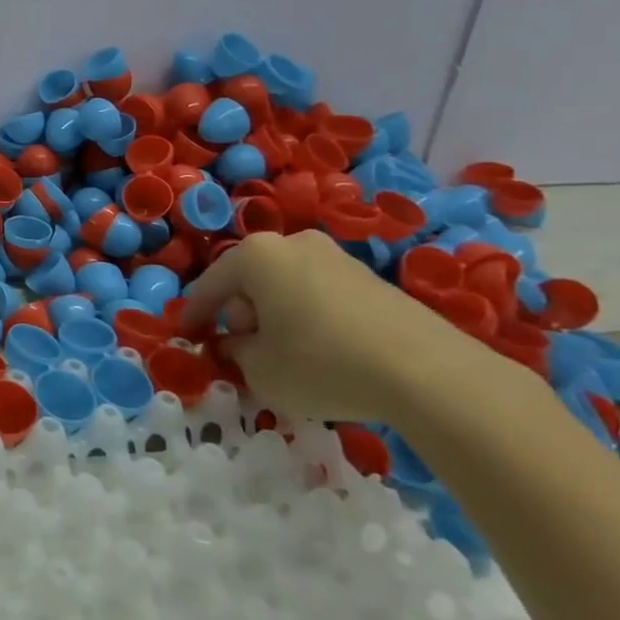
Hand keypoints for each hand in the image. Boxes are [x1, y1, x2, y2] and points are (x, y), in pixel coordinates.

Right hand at [183, 230, 480, 426]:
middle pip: (249, 282)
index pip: (208, 286)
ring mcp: (337, 258)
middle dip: (240, 315)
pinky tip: (325, 354)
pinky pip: (321, 297)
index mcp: (255, 256)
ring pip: (286, 287)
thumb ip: (234, 353)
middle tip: (242, 351)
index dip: (194, 318)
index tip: (188, 341)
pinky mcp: (373, 280)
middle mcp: (293, 244)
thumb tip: (236, 345)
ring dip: (277, 317)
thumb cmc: (322, 363)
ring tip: (286, 356)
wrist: (431, 374)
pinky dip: (311, 320)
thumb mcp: (259, 370)